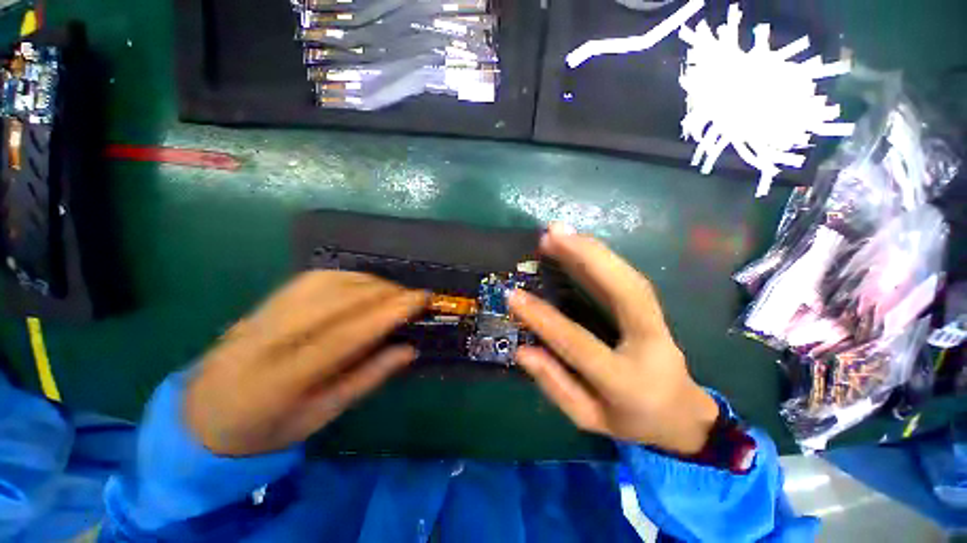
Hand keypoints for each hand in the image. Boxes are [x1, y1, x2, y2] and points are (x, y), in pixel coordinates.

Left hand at [184, 271, 427, 455]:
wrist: (204, 415)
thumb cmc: (267, 428)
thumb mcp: (321, 416)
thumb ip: (367, 379)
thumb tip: (408, 349)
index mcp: (281, 379)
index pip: (345, 334)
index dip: (388, 313)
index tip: (420, 299)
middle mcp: (268, 338)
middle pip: (337, 300)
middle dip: (384, 292)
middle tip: (414, 295)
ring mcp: (263, 315)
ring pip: (326, 283)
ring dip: (369, 282)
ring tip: (393, 292)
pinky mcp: (265, 302)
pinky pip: (313, 278)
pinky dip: (347, 277)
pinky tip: (364, 285)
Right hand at [509, 224, 718, 454]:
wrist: (682, 416)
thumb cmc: (630, 420)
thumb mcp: (588, 417)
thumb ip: (555, 385)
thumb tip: (522, 350)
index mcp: (626, 381)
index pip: (579, 343)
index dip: (544, 319)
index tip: (514, 295)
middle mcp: (650, 344)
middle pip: (626, 292)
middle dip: (588, 257)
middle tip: (551, 234)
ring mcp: (658, 323)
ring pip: (630, 277)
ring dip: (594, 249)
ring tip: (559, 231)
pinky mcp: (655, 310)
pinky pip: (629, 278)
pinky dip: (602, 256)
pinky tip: (578, 243)